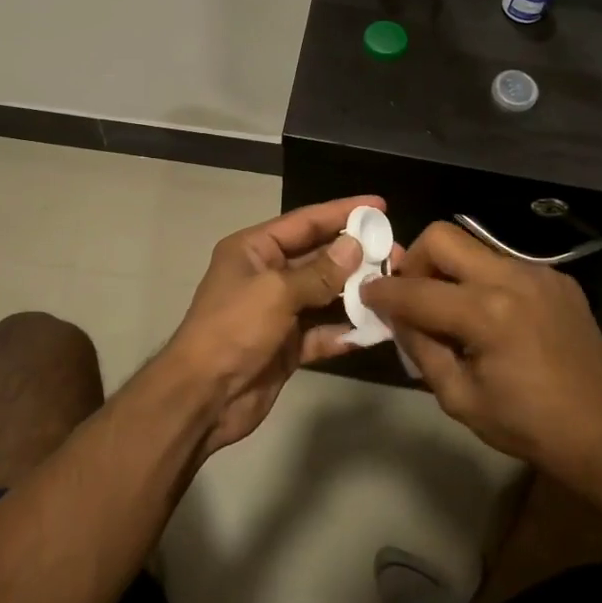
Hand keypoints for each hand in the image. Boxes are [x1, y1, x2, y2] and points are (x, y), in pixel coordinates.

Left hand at [152, 196, 381, 455]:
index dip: (342, 212)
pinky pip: (324, 332)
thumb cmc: (233, 329)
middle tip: (397, 253)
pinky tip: (378, 329)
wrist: (203, 397)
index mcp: (254, 250)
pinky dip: (347, 331)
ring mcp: (278, 312)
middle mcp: (267, 275)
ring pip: (325, 295)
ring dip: (357, 293)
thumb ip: (319, 272)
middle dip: (357, 255)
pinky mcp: (288, 346)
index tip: (379, 206)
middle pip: (319, 257)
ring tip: (395, 287)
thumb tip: (355, 246)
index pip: (305, 222)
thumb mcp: (276, 292)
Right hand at [361, 222, 601, 486]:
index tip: (366, 294)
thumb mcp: (459, 398)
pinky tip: (493, 316)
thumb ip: (420, 349)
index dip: (382, 293)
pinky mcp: (557, 277)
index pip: (415, 290)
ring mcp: (538, 273)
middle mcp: (511, 279)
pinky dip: (484, 281)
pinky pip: (505, 264)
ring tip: (452, 307)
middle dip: (415, 259)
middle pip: (443, 236)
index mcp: (486, 314)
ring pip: (474, 247)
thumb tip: (394, 315)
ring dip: (451, 269)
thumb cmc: (527, 425)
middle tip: (412, 292)